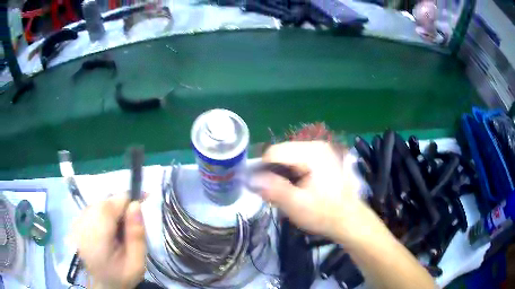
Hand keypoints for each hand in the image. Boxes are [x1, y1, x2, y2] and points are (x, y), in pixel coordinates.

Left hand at [73, 195, 145, 288]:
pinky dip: (103, 217)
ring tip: (120, 234)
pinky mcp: (76, 222)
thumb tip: (136, 206)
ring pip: (100, 205)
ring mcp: (78, 220)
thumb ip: (136, 235)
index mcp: (98, 229)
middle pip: (107, 202)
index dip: (131, 198)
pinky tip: (107, 235)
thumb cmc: (117, 277)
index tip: (147, 197)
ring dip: (113, 213)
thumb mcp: (134, 264)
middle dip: (122, 208)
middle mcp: (84, 218)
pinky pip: (93, 211)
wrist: (94, 285)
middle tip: (132, 228)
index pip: (116, 201)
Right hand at [257, 141, 362, 240]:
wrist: (350, 220)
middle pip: (281, 153)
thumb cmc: (325, 214)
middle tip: (278, 196)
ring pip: (288, 158)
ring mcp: (321, 151)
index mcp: (312, 152)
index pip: (273, 152)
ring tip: (289, 194)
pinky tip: (299, 189)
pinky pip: (298, 162)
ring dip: (283, 175)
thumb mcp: (296, 204)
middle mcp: (316, 145)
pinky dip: (293, 175)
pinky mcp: (323, 159)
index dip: (263, 170)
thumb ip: (272, 189)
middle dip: (274, 174)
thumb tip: (249, 177)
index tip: (265, 190)